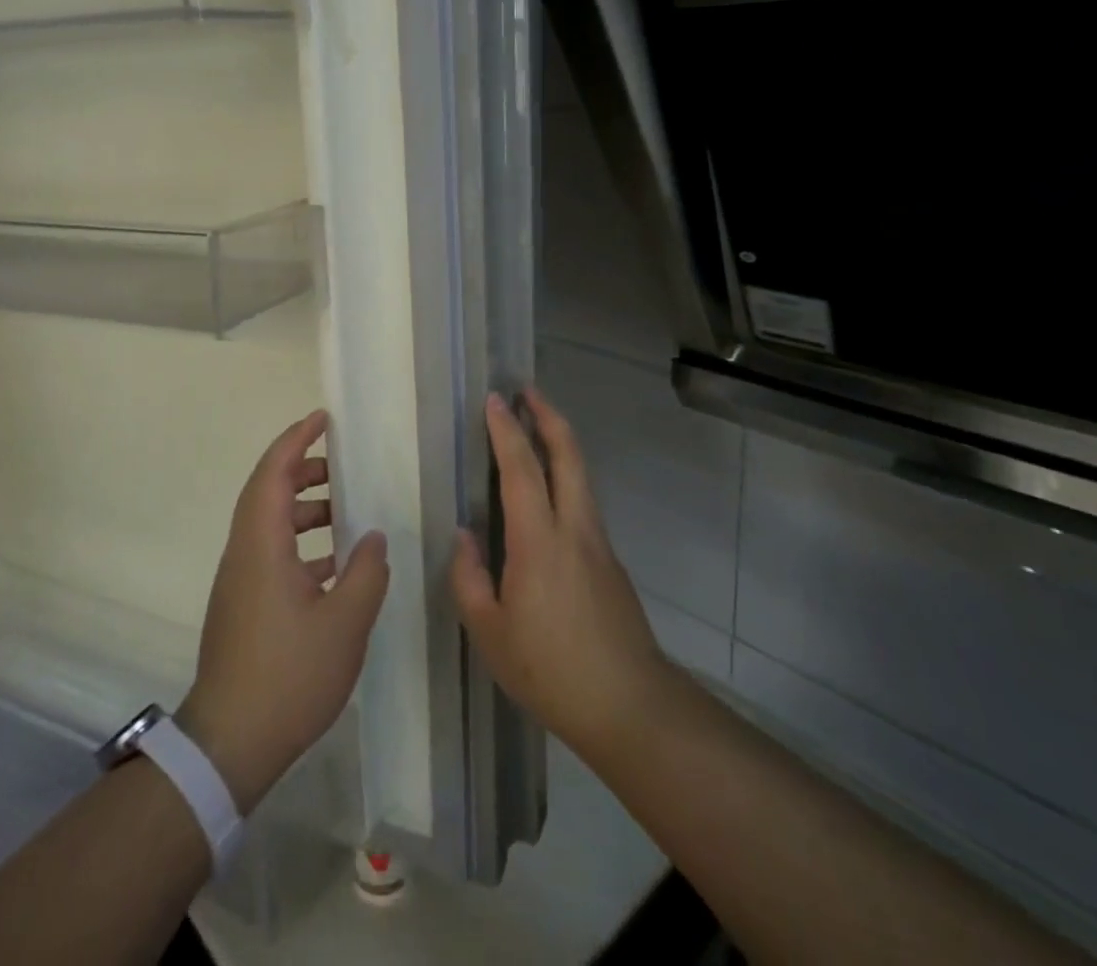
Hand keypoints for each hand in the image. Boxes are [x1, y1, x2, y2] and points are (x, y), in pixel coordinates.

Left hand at [177, 410, 388, 815]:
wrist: (229, 744)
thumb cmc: (288, 675)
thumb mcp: (345, 622)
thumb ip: (366, 571)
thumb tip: (372, 537)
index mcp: (262, 545)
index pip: (274, 473)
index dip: (296, 440)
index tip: (322, 419)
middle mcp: (244, 553)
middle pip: (267, 492)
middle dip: (302, 470)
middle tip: (341, 466)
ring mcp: (239, 581)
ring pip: (268, 525)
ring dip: (303, 509)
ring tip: (344, 514)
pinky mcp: (242, 606)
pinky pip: (270, 553)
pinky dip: (300, 544)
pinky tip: (333, 568)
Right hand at [451, 390, 673, 760]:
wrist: (630, 705)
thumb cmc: (550, 670)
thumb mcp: (490, 633)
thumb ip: (471, 578)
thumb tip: (466, 537)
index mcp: (539, 541)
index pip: (522, 469)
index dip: (507, 430)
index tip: (494, 400)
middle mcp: (574, 528)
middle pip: (568, 455)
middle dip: (548, 416)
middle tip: (526, 391)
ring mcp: (598, 542)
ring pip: (581, 474)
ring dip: (560, 441)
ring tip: (536, 427)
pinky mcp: (610, 560)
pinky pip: (583, 500)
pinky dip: (566, 474)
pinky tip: (548, 491)